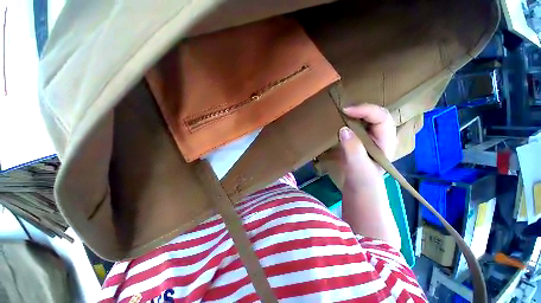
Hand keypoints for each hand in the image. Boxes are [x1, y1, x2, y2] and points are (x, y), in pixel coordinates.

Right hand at [339, 104, 396, 179]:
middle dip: (360, 108)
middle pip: (375, 114)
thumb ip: (353, 149)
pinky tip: (339, 120)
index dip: (366, 110)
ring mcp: (369, 137)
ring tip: (339, 112)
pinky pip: (356, 125)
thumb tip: (344, 129)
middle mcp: (380, 136)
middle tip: (342, 109)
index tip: (345, 110)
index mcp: (386, 141)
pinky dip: (348, 120)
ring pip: (366, 118)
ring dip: (354, 113)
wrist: (359, 189)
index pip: (381, 118)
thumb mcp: (358, 167)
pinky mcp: (359, 140)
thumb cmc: (362, 181)